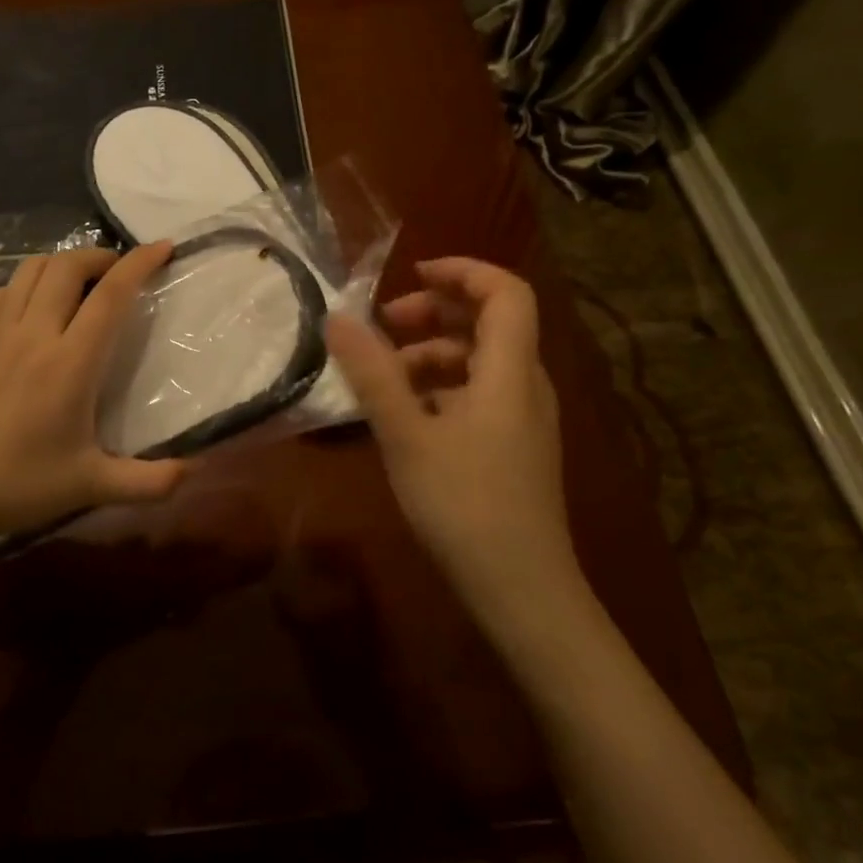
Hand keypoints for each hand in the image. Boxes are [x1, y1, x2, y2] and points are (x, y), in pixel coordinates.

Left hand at [0, 243, 188, 576]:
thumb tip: (194, 470)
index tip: (163, 248)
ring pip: (30, 271)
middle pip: (66, 266)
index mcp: (69, 363)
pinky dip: (27, 284)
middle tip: (121, 272)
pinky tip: (37, 306)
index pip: (109, 295)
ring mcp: (0, 336)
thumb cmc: (22, 485)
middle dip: (99, 256)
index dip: (139, 263)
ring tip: (84, 282)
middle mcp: (34, 336)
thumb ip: (150, 482)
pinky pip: (3, 294)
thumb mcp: (93, 487)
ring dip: (62, 263)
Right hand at [325, 257, 586, 635]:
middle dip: (436, 312)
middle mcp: (525, 385)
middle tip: (385, 324)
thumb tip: (337, 318)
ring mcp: (523, 419)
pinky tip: (405, 414)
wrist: (521, 591)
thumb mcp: (407, 436)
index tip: (410, 274)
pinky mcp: (514, 448)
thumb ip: (372, 374)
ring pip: (481, 362)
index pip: (505, 292)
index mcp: (510, 371)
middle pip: (491, 323)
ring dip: (433, 353)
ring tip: (383, 374)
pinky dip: (441, 387)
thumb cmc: (464, 505)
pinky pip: (479, 395)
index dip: (462, 272)